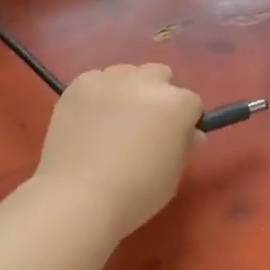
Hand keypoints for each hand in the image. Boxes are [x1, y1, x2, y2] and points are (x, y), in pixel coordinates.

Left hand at [34, 65, 204, 239]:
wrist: (78, 197)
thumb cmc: (135, 194)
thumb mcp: (173, 175)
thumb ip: (182, 145)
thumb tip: (188, 133)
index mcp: (177, 104)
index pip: (191, 103)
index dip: (184, 122)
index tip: (174, 140)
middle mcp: (145, 82)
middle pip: (160, 75)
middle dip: (158, 95)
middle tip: (145, 125)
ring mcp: (108, 80)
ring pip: (126, 73)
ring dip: (127, 90)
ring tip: (113, 120)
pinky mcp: (78, 85)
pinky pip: (95, 80)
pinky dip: (98, 94)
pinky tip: (89, 119)